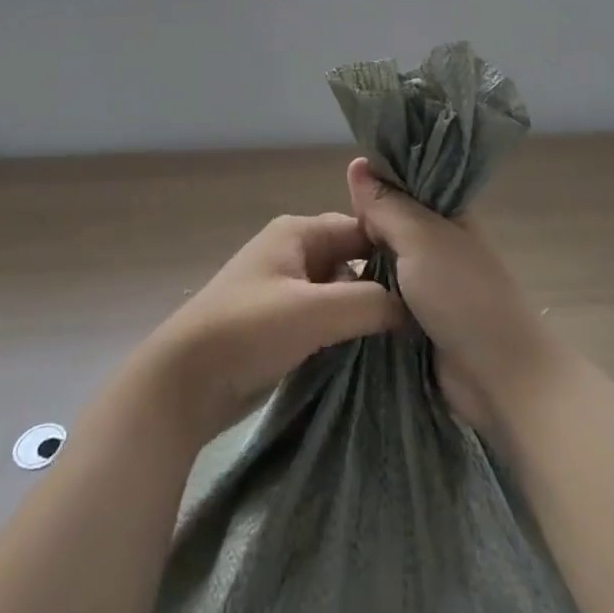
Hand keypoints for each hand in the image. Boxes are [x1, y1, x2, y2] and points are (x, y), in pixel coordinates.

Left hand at [146, 211, 405, 441]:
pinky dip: (345, 331)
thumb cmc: (248, 330)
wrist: (183, 384)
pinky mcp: (279, 325)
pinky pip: (324, 319)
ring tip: (407, 336)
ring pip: (339, 292)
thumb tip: (411, 309)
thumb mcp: (315, 311)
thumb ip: (370, 302)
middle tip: (424, 315)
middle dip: (382, 285)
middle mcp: (292, 253)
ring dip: (364, 312)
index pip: (360, 229)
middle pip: (351, 260)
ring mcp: (284, 290)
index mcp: (297, 233)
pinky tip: (372, 352)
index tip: (430, 282)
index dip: (394, 252)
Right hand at [345, 157, 565, 432]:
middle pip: (386, 226)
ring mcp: (425, 284)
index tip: (338, 192)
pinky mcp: (414, 320)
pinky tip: (330, 293)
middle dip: (357, 228)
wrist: (498, 375)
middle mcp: (435, 244)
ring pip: (379, 263)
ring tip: (316, 263)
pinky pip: (379, 298)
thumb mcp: (421, 239)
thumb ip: (387, 205)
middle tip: (320, 235)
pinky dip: (361, 296)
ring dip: (356, 265)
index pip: (402, 186)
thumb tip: (357, 163)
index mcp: (446, 215)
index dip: (371, 186)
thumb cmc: (463, 294)